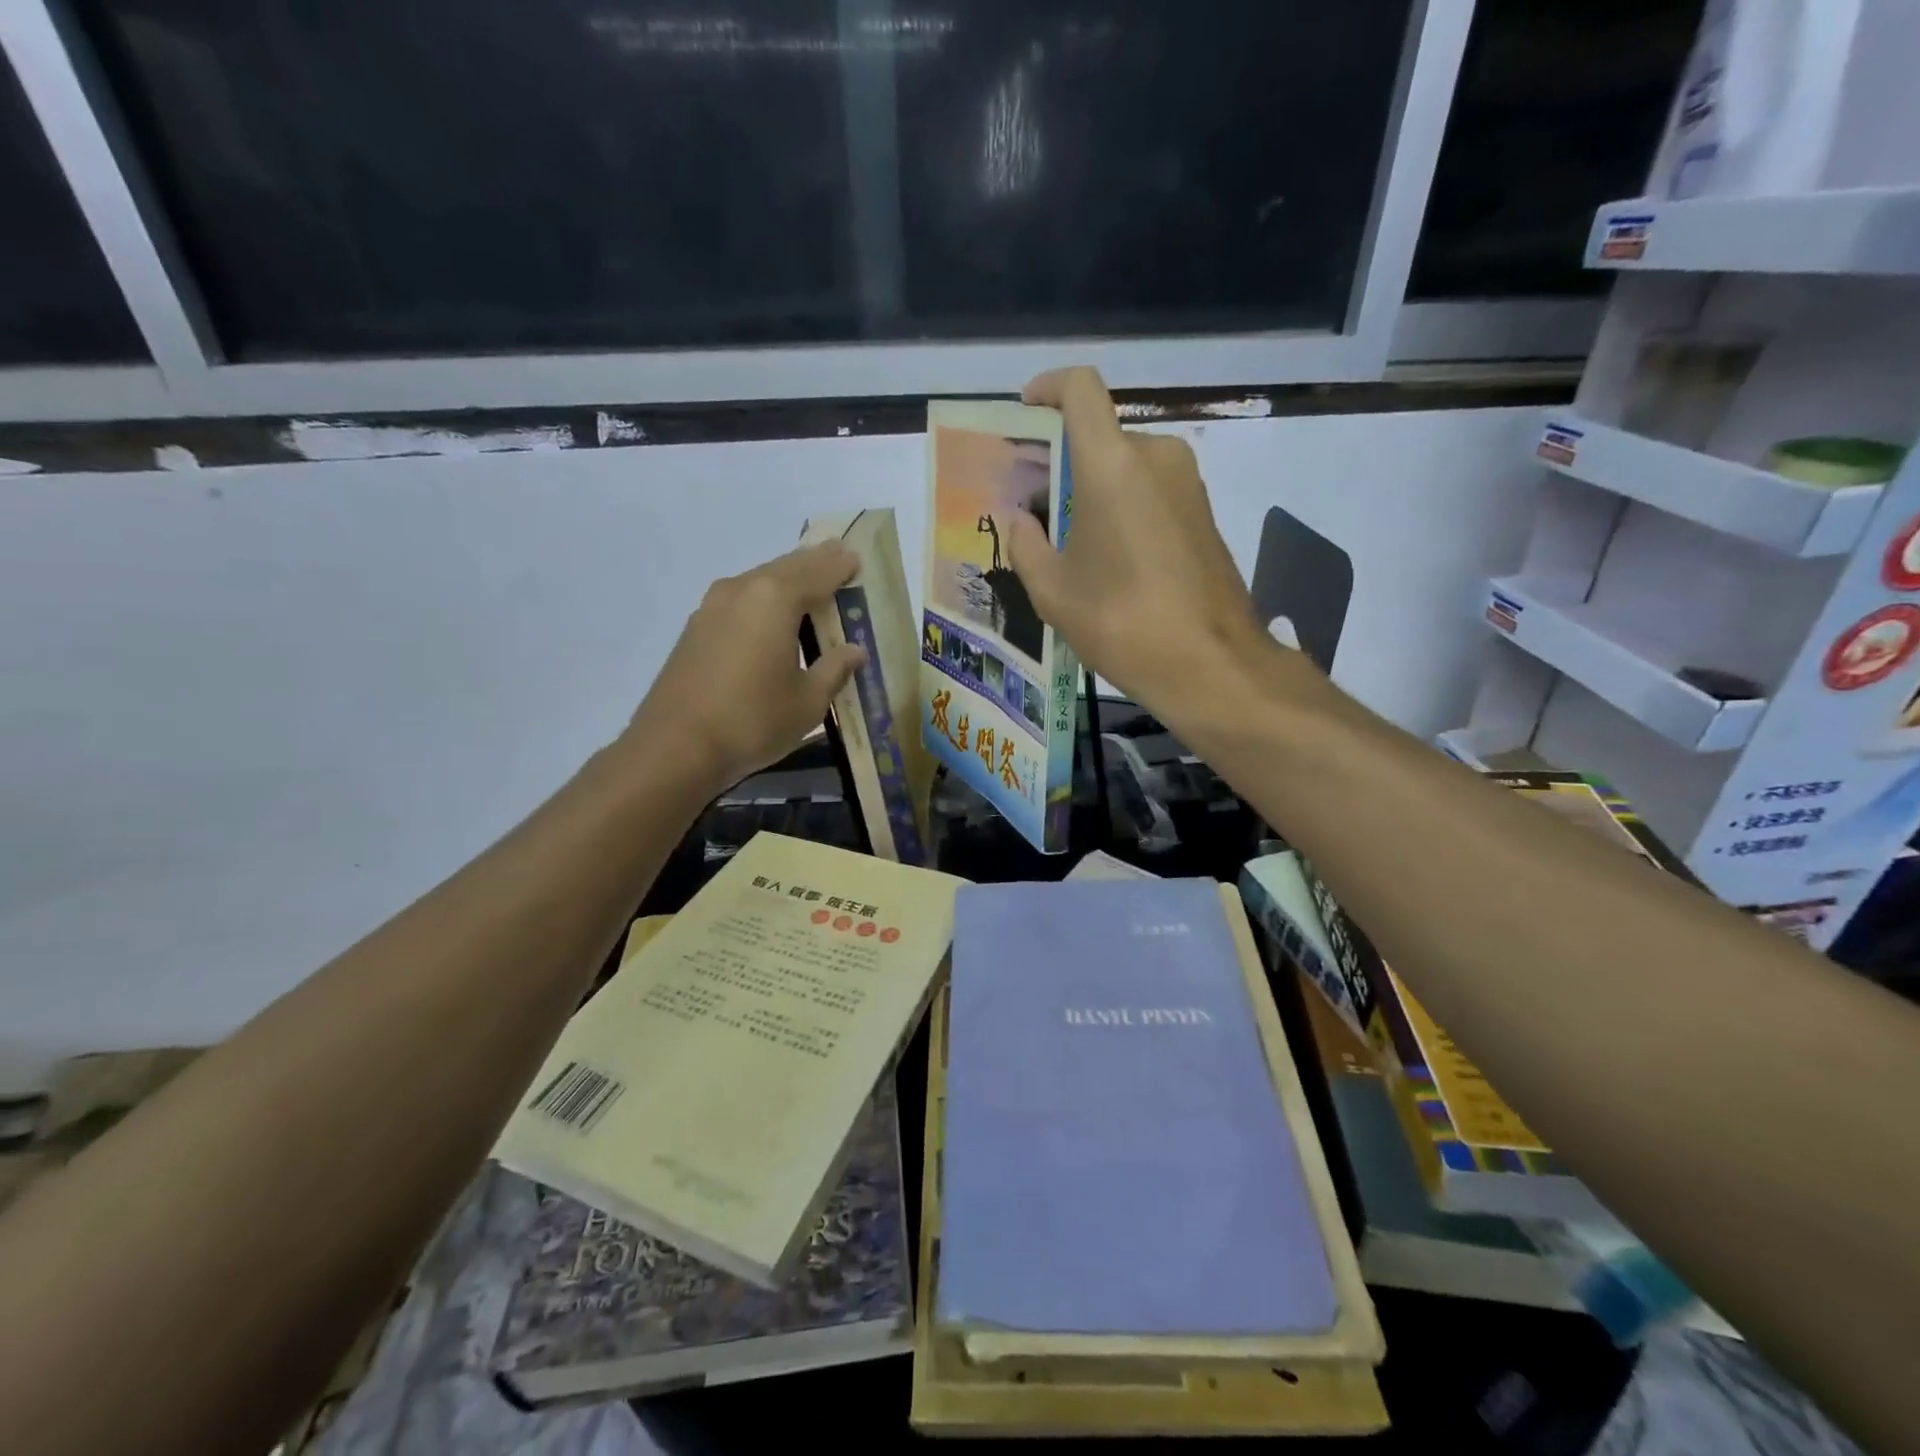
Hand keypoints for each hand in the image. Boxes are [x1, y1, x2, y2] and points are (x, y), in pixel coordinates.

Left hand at [624, 542, 866, 794]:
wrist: (675, 747)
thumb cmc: (753, 721)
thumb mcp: (808, 701)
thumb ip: (834, 669)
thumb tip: (855, 650)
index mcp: (776, 599)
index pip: (819, 571)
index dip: (841, 565)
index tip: (858, 559)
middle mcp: (743, 589)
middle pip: (787, 567)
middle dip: (815, 564)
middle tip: (839, 562)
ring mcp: (713, 606)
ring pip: (760, 581)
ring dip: (787, 581)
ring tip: (810, 590)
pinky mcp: (696, 627)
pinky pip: (741, 600)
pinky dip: (764, 600)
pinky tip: (773, 619)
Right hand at [1004, 367, 1274, 718]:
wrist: (1211, 664)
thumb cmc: (1122, 623)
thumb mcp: (1053, 591)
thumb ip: (1025, 543)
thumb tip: (1020, 519)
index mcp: (1112, 464)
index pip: (1080, 389)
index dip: (1048, 388)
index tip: (1025, 413)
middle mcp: (1156, 456)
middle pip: (1100, 435)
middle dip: (1062, 461)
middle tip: (1033, 505)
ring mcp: (1188, 483)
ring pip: (1126, 465)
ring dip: (1092, 488)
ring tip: (1066, 540)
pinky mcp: (1204, 513)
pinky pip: (1151, 490)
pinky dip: (1122, 506)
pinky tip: (1107, 557)